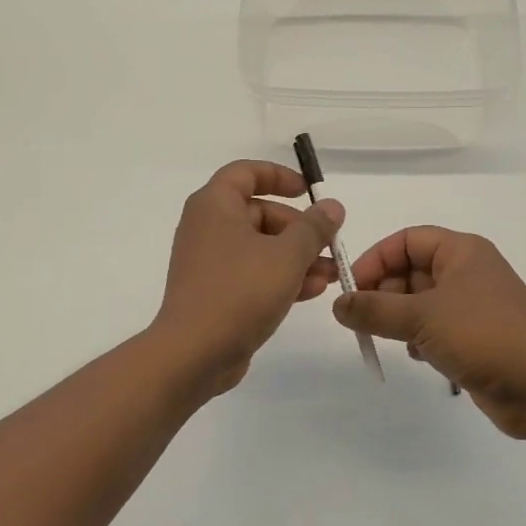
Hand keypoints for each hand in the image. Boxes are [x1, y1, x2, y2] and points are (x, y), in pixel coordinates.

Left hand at [151, 161, 344, 395]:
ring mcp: (209, 261)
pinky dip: (279, 277)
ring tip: (331, 275)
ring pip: (260, 247)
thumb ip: (313, 228)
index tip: (309, 192)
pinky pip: (251, 273)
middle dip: (299, 229)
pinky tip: (312, 292)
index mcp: (215, 205)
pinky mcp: (214, 292)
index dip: (280, 176)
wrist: (194, 353)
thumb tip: (331, 206)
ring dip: (296, 257)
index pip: (246, 172)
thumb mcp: (287, 255)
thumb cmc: (240, 291)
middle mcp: (207, 227)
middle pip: (259, 213)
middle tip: (330, 245)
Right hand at [335, 227, 525, 441]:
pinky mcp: (476, 338)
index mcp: (461, 251)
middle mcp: (468, 272)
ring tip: (387, 338)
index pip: (406, 240)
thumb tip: (338, 305)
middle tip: (362, 318)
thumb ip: (374, 309)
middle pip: (411, 270)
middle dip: (384, 292)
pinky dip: (419, 338)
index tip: (351, 288)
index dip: (375, 259)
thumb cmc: (484, 336)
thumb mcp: (421, 317)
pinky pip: (435, 328)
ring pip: (421, 302)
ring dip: (399, 318)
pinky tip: (418, 356)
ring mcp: (473, 307)